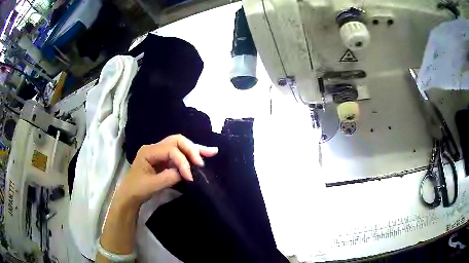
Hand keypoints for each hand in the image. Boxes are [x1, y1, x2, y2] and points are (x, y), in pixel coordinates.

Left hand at [113, 134, 217, 208]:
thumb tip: (186, 173)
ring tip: (212, 152)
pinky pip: (180, 153)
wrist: (129, 195)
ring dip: (195, 149)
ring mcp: (160, 153)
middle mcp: (155, 147)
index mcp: (149, 151)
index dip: (183, 162)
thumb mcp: (152, 185)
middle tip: (203, 161)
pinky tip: (203, 154)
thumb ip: (169, 177)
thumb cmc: (137, 189)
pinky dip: (191, 155)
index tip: (190, 177)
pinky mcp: (165, 159)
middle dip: (192, 149)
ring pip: (180, 145)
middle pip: (177, 141)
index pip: (171, 150)